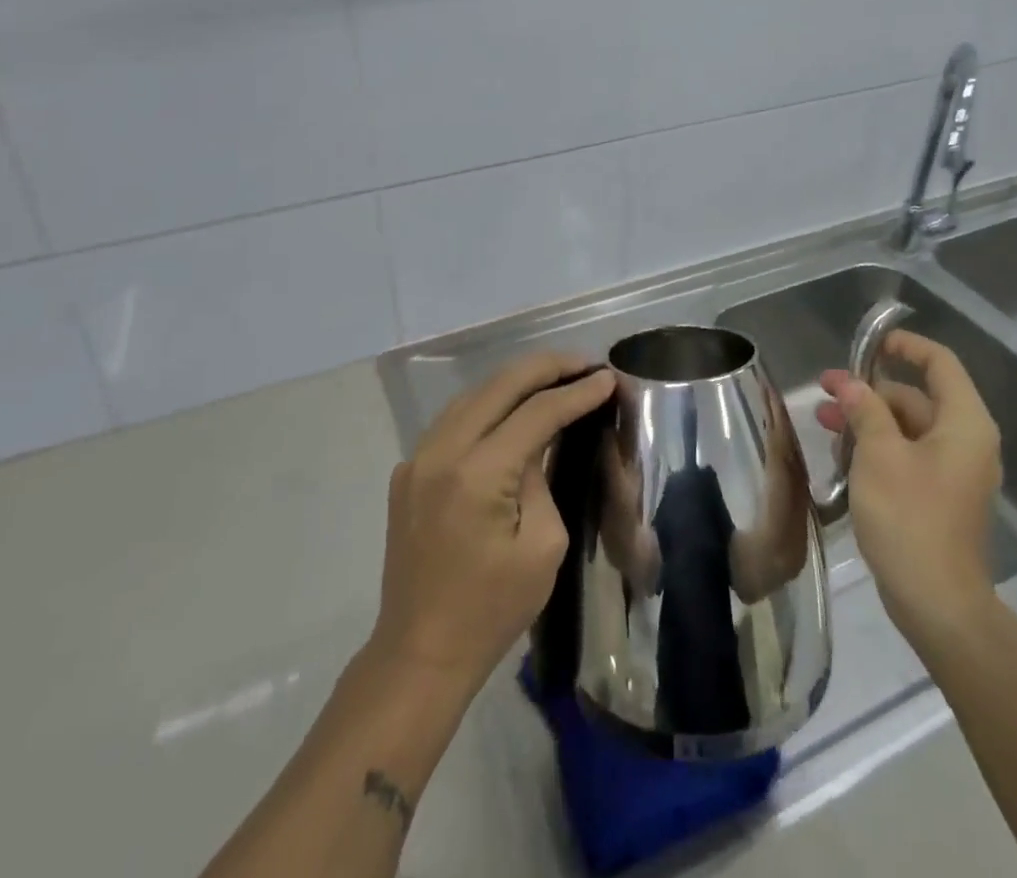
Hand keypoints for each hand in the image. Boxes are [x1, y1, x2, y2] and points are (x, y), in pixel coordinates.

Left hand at [373, 351, 614, 694]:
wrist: (420, 653)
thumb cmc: (492, 609)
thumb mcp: (542, 546)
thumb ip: (543, 478)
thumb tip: (540, 440)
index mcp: (477, 474)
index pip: (536, 413)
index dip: (576, 392)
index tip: (608, 378)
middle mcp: (441, 452)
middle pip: (500, 385)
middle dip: (547, 367)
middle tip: (585, 363)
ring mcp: (417, 459)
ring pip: (472, 395)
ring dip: (515, 381)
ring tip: (555, 377)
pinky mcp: (407, 472)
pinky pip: (453, 421)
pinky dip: (488, 405)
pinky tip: (512, 409)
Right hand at [816, 330, 1001, 654]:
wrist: (937, 603)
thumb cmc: (910, 517)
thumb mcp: (879, 455)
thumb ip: (865, 410)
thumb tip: (851, 385)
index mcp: (964, 423)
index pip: (940, 363)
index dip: (905, 346)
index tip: (869, 344)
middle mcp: (966, 441)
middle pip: (917, 396)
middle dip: (870, 391)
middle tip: (826, 392)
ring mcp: (954, 472)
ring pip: (908, 428)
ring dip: (868, 421)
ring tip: (824, 423)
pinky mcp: (939, 496)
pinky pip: (908, 455)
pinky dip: (878, 448)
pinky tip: (842, 456)